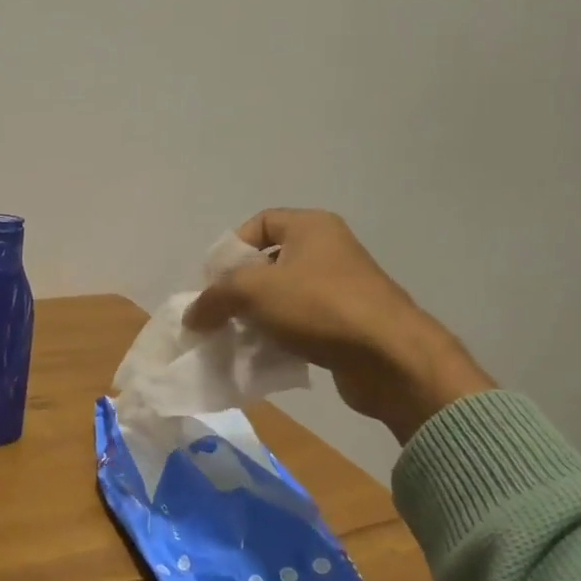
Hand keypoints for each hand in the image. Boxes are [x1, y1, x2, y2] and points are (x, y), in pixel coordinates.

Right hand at [184, 209, 493, 443]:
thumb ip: (213, 298)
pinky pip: (299, 325)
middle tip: (217, 314)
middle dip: (237, 290)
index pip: (259, 223)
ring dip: (254, 318)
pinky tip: (260, 357)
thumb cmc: (319, 307)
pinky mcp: (345, 325)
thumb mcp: (253, 291)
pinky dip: (277, 338)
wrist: (389, 357)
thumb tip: (191, 316)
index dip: (230, 248)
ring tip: (233, 340)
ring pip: (281, 298)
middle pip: (267, 263)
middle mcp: (327, 251)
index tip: (212, 280)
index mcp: (311, 227)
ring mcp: (339, 289)